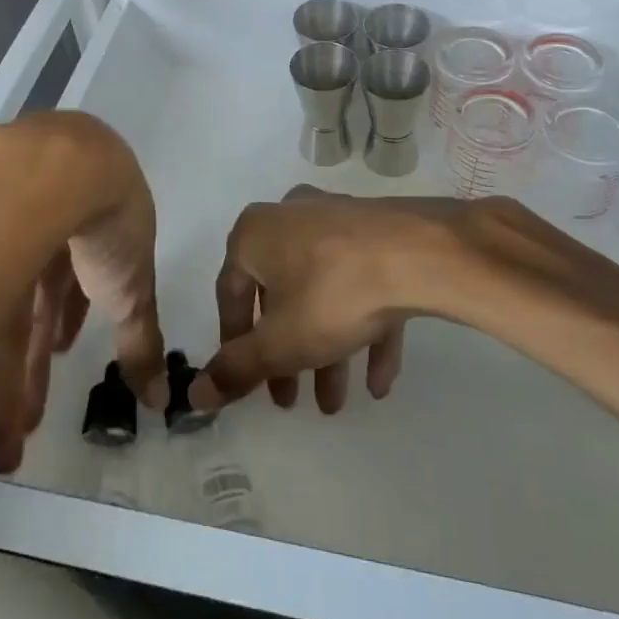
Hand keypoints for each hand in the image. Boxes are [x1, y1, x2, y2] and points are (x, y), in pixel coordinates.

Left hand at [0, 114, 168, 472]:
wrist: (64, 172)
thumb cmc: (109, 226)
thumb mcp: (133, 287)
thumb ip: (142, 338)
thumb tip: (160, 398)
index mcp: (86, 228)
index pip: (76, 278)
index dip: (73, 315)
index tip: (65, 350)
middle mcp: (43, 227)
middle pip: (35, 298)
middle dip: (34, 360)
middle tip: (27, 424)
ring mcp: (3, 229)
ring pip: (2, 306)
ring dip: (5, 375)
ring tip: (0, 436)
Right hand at [192, 186, 477, 413]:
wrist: (421, 255)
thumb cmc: (333, 294)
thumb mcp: (279, 342)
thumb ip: (236, 369)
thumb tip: (197, 393)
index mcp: (255, 233)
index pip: (229, 292)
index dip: (233, 342)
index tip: (246, 381)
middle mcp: (291, 217)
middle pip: (279, 294)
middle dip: (285, 353)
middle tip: (290, 398)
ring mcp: (339, 221)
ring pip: (322, 291)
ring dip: (324, 348)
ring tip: (336, 402)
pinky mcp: (379, 234)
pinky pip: (362, 284)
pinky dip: (364, 328)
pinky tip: (378, 380)